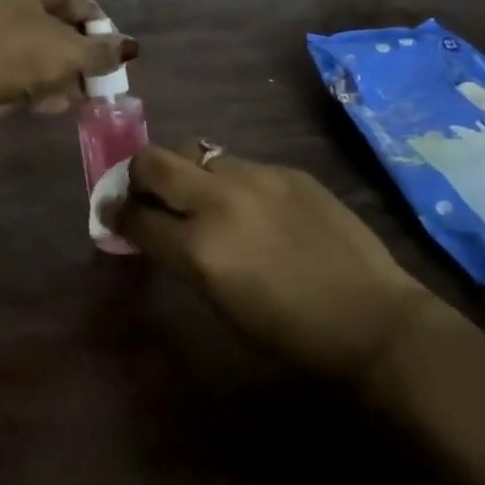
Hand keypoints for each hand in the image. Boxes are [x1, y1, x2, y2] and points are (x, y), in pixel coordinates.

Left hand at [0, 0, 134, 111]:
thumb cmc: (17, 52)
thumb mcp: (70, 52)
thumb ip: (102, 50)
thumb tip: (126, 49)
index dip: (92, 22)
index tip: (111, 45)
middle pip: (41, 22)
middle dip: (70, 52)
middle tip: (93, 75)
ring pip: (21, 47)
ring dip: (51, 71)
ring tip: (75, 96)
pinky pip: (0, 64)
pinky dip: (24, 80)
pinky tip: (47, 104)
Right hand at [107, 146, 434, 383]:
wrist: (373, 320)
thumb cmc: (290, 333)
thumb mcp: (219, 301)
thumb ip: (181, 257)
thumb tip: (153, 231)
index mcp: (198, 247)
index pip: (134, 215)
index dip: (115, 213)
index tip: (111, 213)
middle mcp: (218, 201)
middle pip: (152, 161)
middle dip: (137, 175)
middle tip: (145, 192)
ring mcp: (256, 178)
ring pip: (195, 152)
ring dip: (185, 172)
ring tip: (199, 195)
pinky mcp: (287, 171)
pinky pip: (240, 164)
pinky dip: (229, 180)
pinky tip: (251, 206)